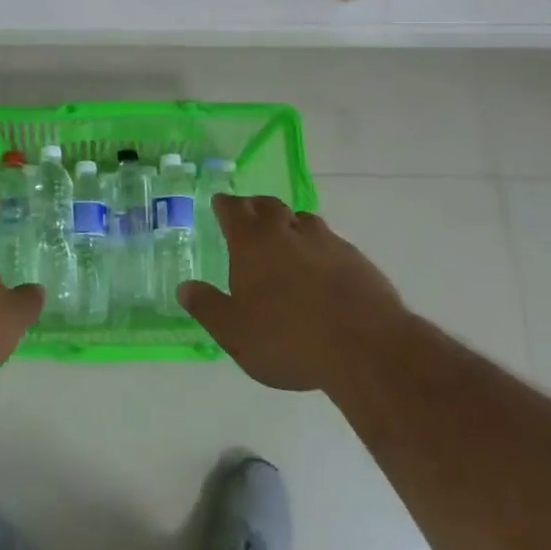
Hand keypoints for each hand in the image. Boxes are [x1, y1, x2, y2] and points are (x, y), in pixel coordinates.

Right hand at [179, 196, 402, 391]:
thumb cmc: (288, 339)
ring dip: (289, 223)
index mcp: (252, 243)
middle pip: (268, 206)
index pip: (233, 211)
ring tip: (285, 237)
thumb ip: (207, 307)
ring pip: (302, 220)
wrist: (365, 346)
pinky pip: (330, 242)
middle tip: (249, 214)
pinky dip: (318, 247)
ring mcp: (326, 242)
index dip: (225, 205)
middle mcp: (287, 232)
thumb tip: (185, 288)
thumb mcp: (235, 332)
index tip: (220, 202)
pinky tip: (321, 267)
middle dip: (255, 207)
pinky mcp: (356, 259)